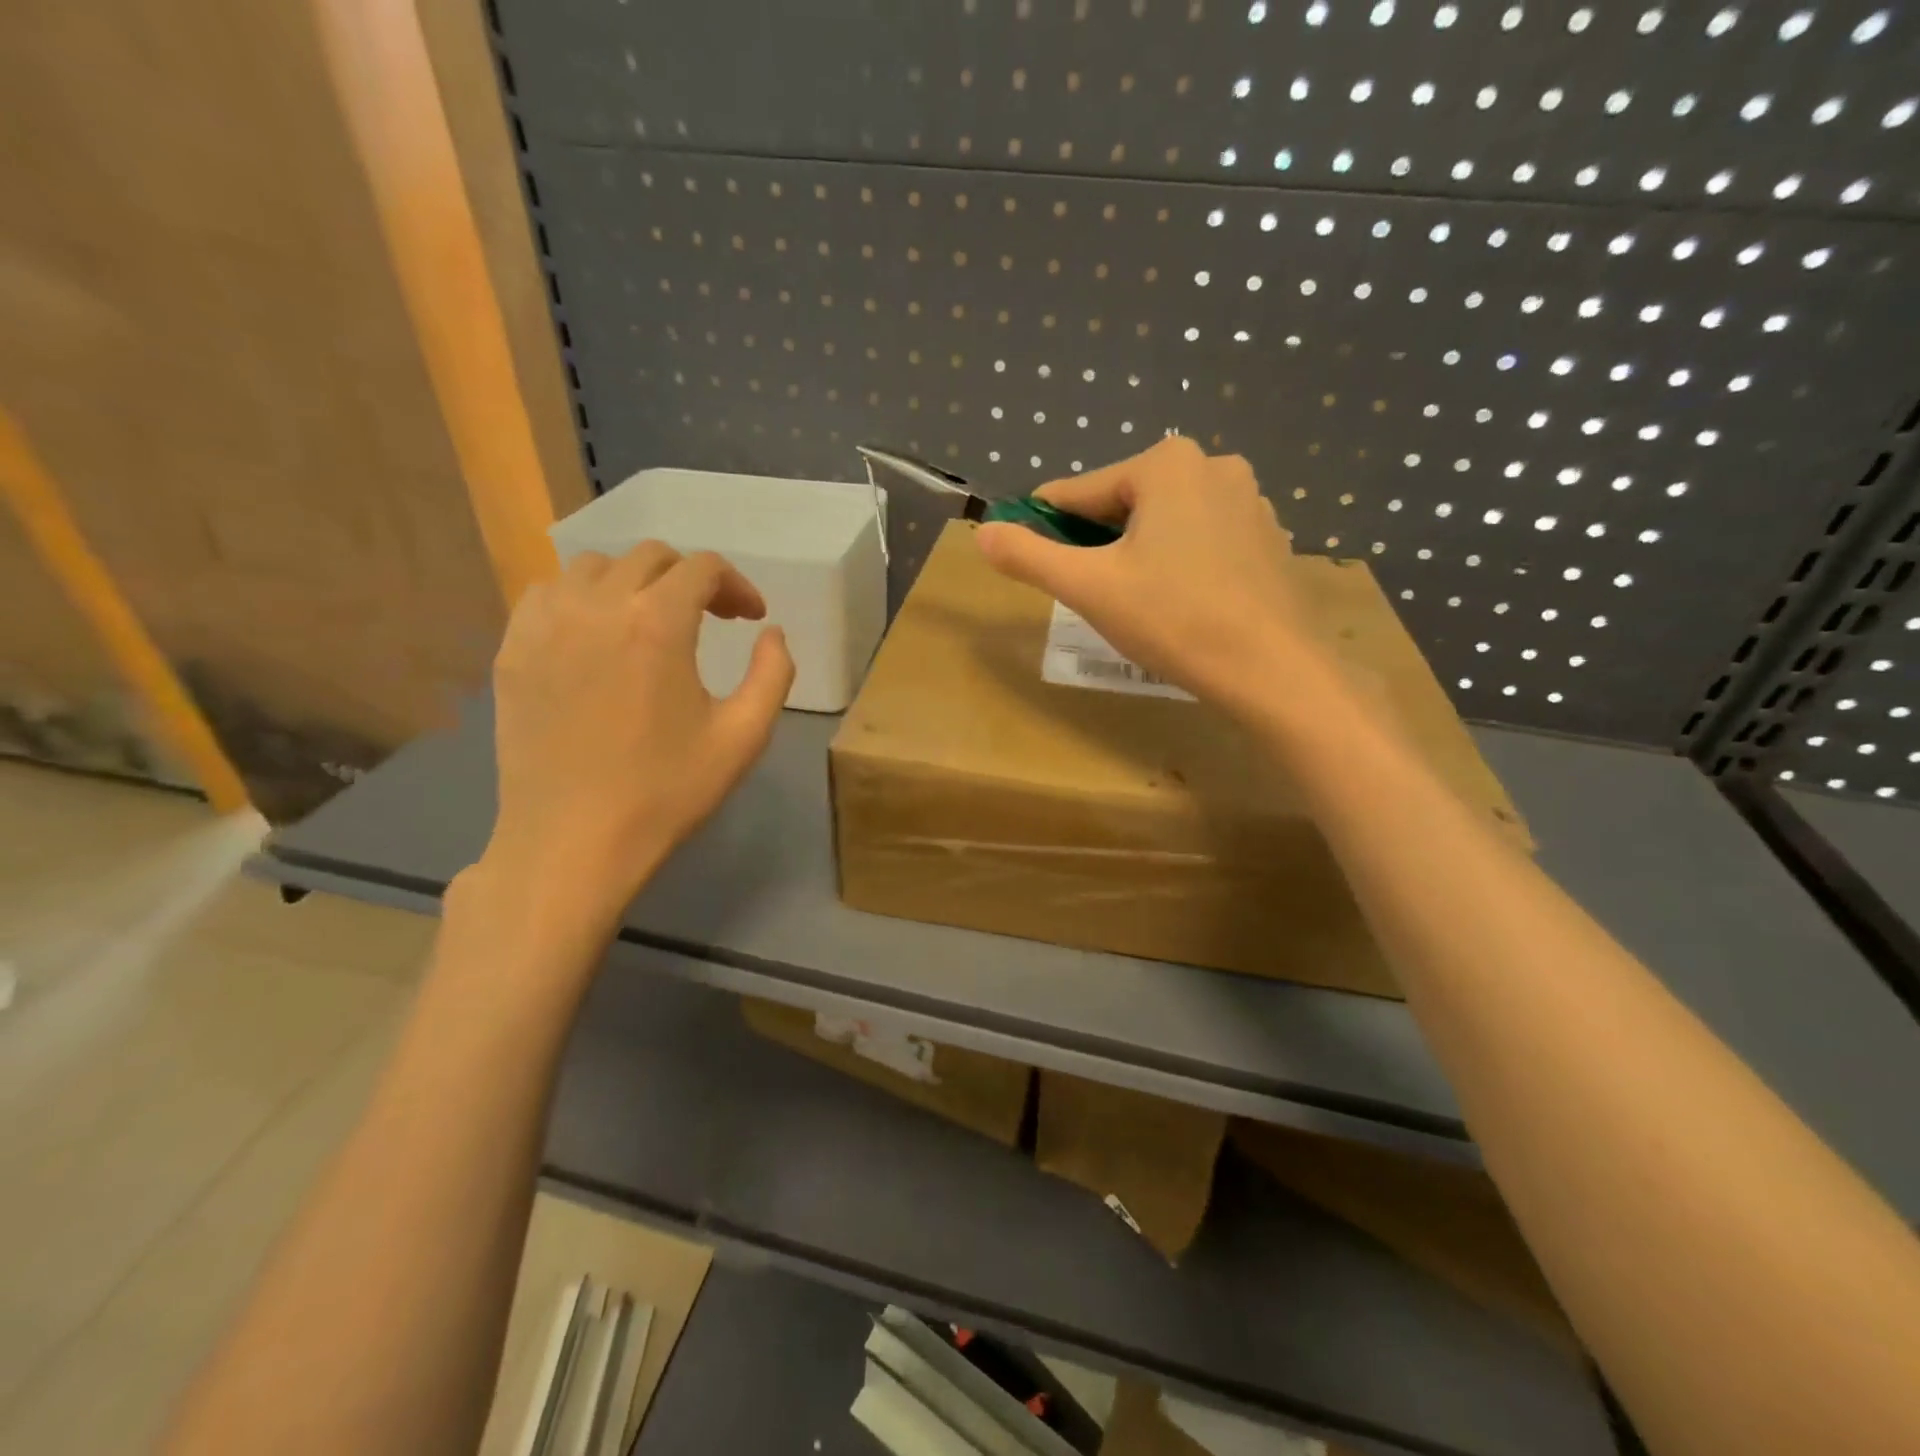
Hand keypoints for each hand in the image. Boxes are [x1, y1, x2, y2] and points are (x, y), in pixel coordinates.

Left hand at [479, 542, 793, 934]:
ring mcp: (545, 624)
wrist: (572, 841)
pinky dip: (581, 597)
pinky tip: (596, 635)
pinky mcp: (512, 650)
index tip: (750, 619)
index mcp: (657, 623)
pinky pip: (547, 594)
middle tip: (711, 619)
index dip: (736, 585)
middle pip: (650, 557)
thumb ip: (773, 674)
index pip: (702, 567)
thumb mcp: (744, 737)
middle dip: (690, 579)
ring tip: (652, 623)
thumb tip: (771, 633)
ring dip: (635, 582)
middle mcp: (597, 606)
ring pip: (594, 567)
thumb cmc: (665, 791)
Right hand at [975, 437, 1325, 718]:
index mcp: (1165, 463)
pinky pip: (1202, 541)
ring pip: (1164, 523)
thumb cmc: (1173, 619)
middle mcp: (1212, 465)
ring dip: (1139, 555)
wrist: (1271, 669)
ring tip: (1136, 605)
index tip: (1032, 559)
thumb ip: (1029, 556)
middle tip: (1094, 595)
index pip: (1080, 493)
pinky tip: (1180, 605)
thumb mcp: (1088, 588)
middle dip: (1100, 545)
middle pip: (1124, 505)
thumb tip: (981, 533)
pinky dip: (1179, 564)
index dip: (1048, 529)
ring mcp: (1249, 500)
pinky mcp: (1268, 538)